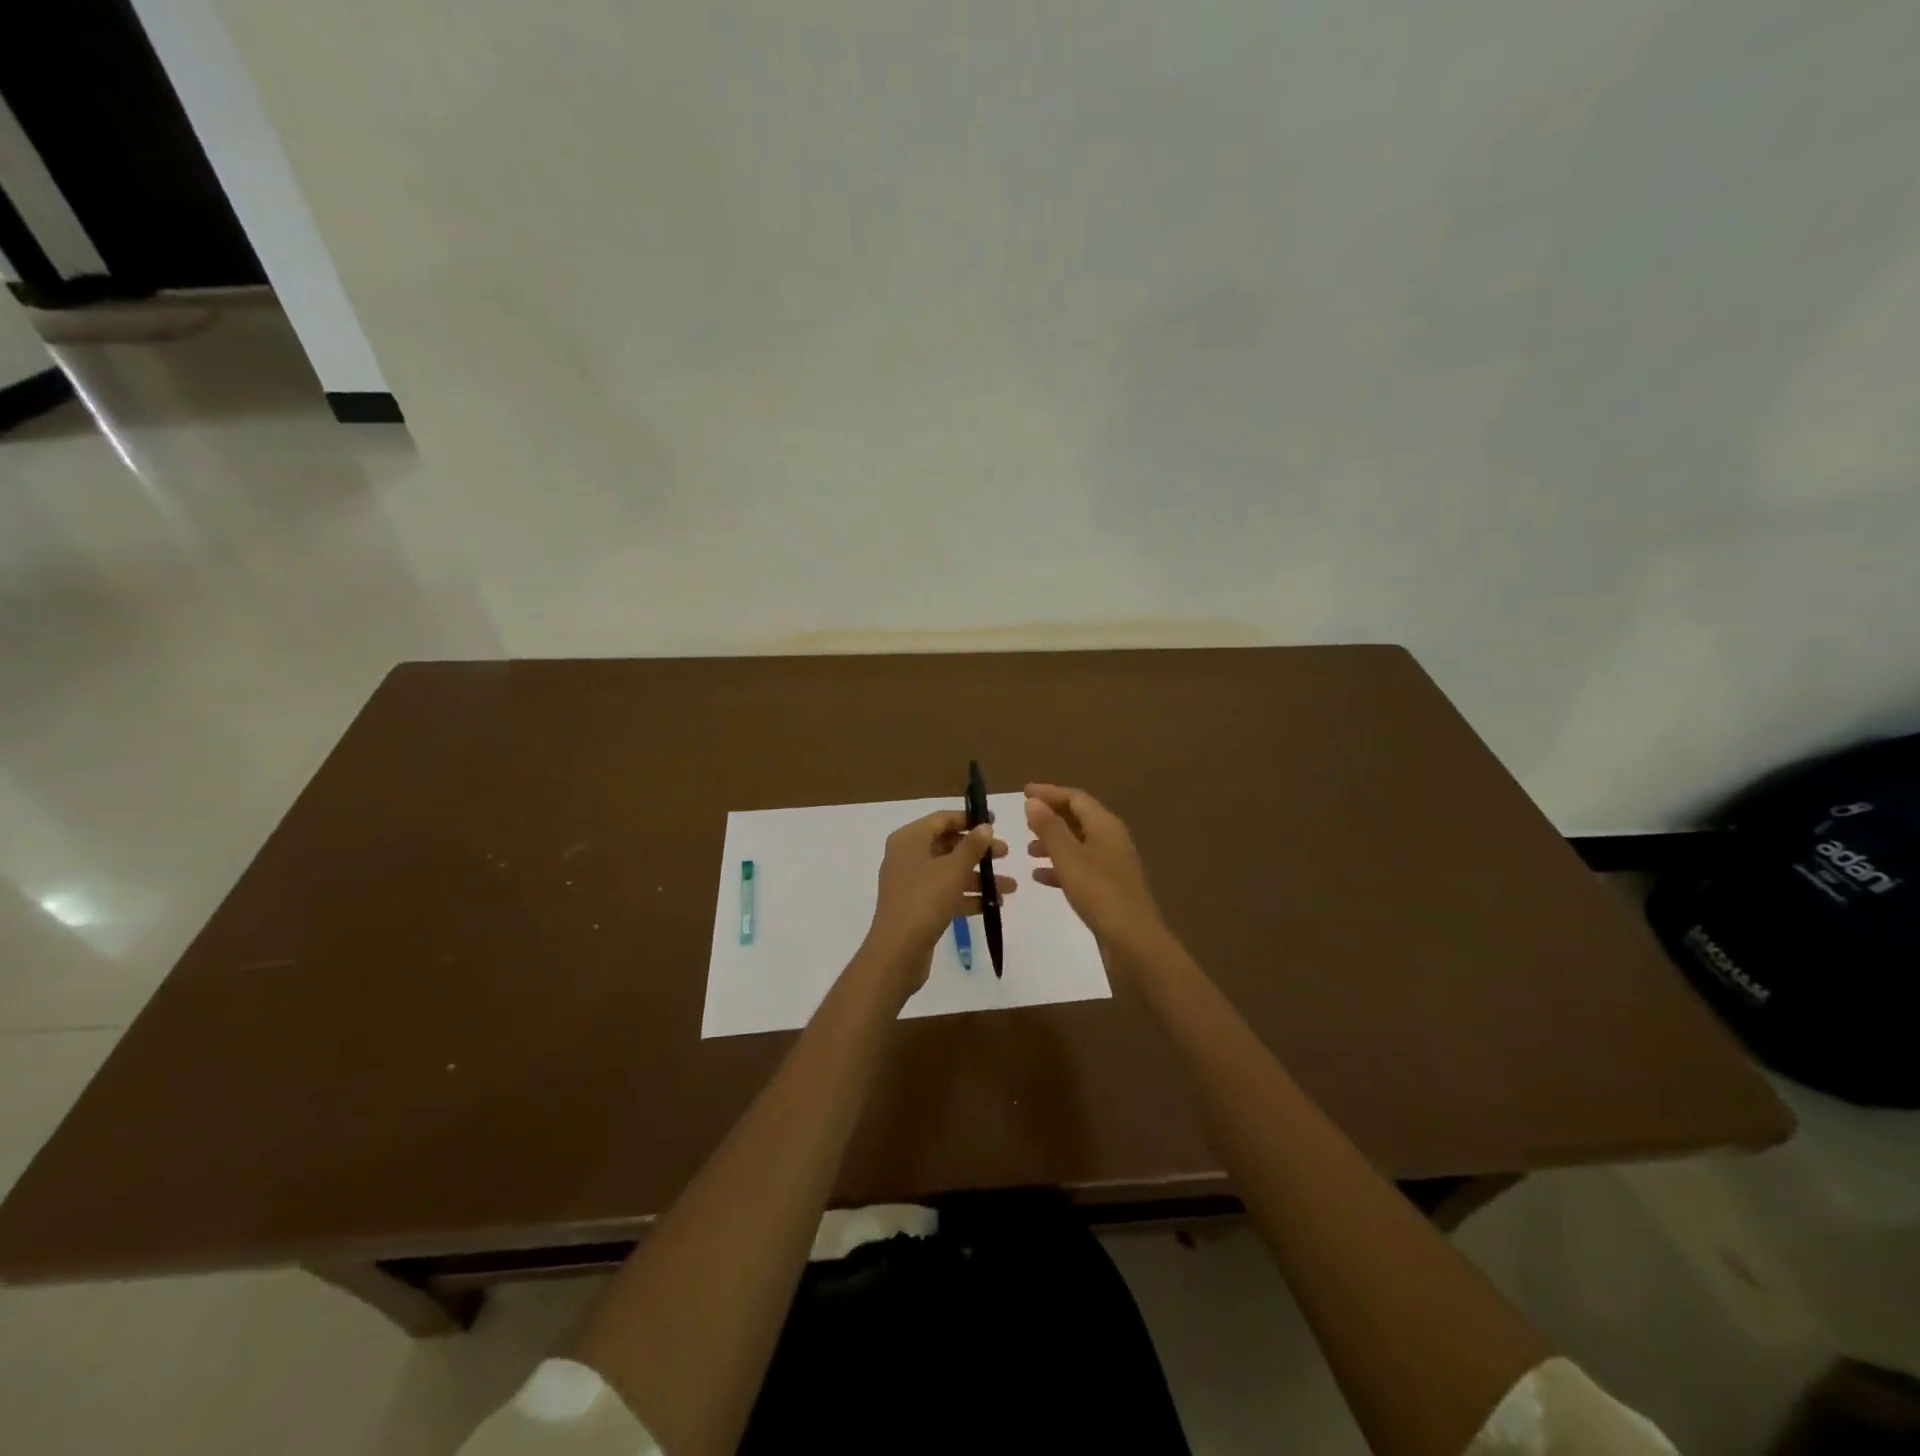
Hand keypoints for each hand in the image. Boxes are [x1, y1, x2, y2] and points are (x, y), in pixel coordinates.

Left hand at [864, 810, 1014, 994]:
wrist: (898, 951)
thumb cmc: (925, 900)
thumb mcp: (953, 869)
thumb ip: (972, 846)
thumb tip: (985, 826)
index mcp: (910, 839)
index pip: (942, 819)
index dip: (969, 819)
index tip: (995, 822)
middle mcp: (907, 856)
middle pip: (947, 845)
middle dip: (978, 851)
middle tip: (1006, 854)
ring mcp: (911, 882)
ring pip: (949, 871)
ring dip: (978, 877)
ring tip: (1009, 888)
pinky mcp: (916, 905)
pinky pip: (945, 893)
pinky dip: (966, 896)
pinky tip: (992, 905)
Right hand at [1025, 784, 1166, 958]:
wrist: (1134, 942)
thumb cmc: (1099, 894)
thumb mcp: (1069, 858)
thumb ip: (1050, 828)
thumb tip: (1033, 801)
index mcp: (1105, 825)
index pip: (1076, 798)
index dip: (1049, 793)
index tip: (1024, 792)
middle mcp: (1111, 839)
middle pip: (1079, 818)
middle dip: (1051, 816)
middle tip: (1024, 818)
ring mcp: (1112, 864)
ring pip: (1078, 843)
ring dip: (1054, 841)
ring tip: (1029, 848)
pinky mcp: (1109, 887)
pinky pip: (1081, 866)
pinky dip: (1061, 866)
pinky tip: (1040, 876)